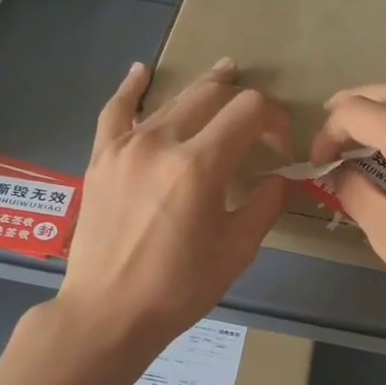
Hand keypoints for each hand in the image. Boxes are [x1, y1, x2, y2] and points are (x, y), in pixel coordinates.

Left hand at [55, 59, 288, 360]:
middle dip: (243, 100)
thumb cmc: (178, 288)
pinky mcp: (102, 157)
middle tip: (258, 122)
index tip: (281, 145)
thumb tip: (283, 177)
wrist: (109, 312)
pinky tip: (141, 72)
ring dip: (203, 89)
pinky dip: (131, 88)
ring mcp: (126, 145)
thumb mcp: (236, 250)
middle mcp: (161, 141)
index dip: (275, 119)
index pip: (249, 110)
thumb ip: (266, 204)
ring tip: (224, 77)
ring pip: (171, 100)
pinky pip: (116, 111)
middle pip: (211, 96)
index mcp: (200, 165)